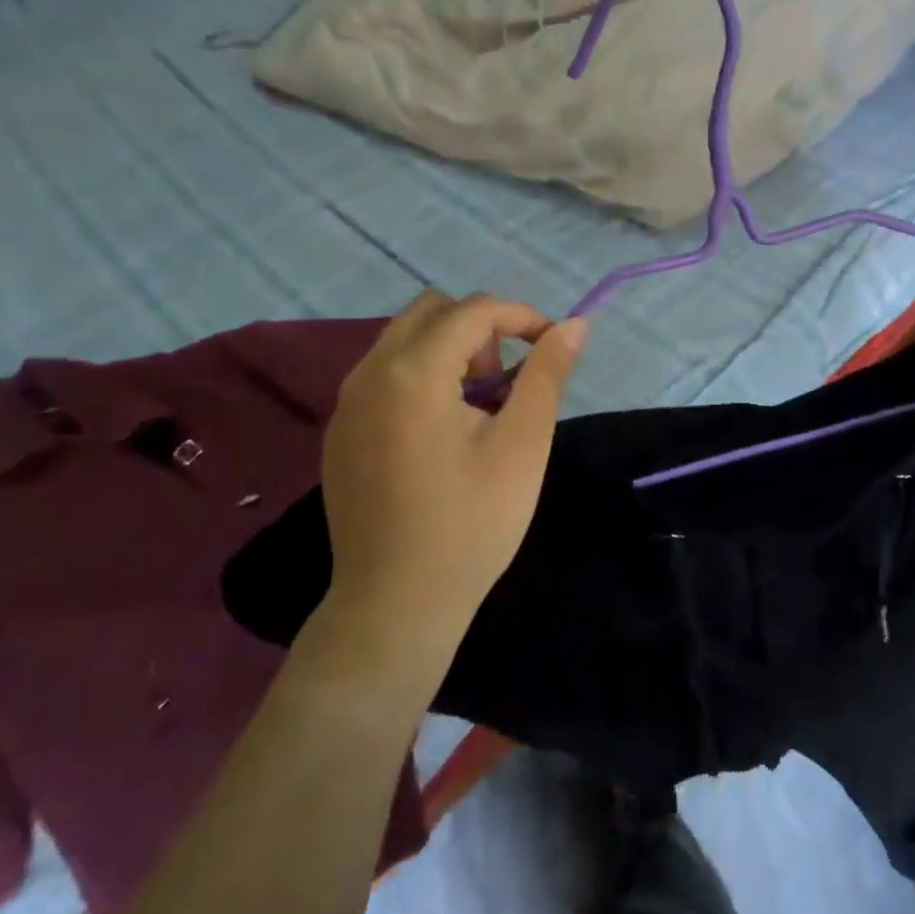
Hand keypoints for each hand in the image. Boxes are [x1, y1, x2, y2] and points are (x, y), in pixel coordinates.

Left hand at [319, 292, 586, 649]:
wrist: (396, 603)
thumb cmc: (471, 524)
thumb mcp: (522, 446)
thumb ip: (547, 375)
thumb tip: (575, 325)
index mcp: (412, 371)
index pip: (472, 309)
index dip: (521, 317)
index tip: (550, 347)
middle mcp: (368, 373)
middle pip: (430, 311)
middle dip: (478, 329)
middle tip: (504, 383)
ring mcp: (346, 403)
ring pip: (403, 340)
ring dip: (448, 351)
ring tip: (476, 410)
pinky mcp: (339, 431)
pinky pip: (383, 375)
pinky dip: (419, 377)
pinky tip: (439, 435)